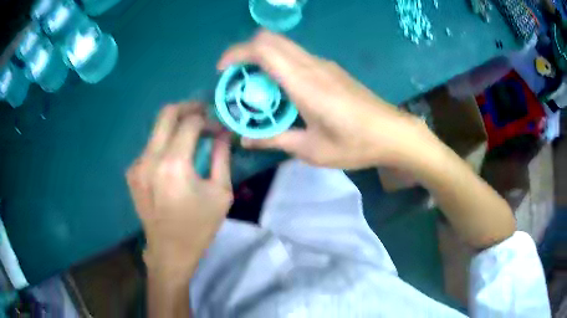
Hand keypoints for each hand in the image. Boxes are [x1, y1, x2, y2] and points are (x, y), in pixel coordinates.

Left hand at [126, 102, 232, 277]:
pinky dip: (164, 145)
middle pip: (166, 114)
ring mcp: (137, 165)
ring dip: (175, 127)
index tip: (218, 128)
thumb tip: (223, 132)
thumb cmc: (199, 226)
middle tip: (203, 112)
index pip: (190, 123)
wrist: (169, 251)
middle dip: (187, 107)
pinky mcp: (132, 172)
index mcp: (174, 164)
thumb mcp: (221, 193)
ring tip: (192, 136)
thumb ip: (222, 156)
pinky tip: (174, 159)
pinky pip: (150, 147)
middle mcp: (150, 158)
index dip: (207, 119)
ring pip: (157, 130)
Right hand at [218, 30, 428, 169]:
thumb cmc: (354, 144)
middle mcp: (312, 65)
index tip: (222, 71)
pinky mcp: (330, 68)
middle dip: (245, 53)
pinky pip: (296, 56)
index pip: (262, 49)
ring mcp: (323, 64)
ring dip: (262, 58)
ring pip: (283, 45)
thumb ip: (274, 139)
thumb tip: (245, 139)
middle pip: (270, 39)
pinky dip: (278, 64)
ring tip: (256, 88)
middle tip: (237, 80)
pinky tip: (281, 90)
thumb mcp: (311, 150)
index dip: (236, 53)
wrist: (392, 132)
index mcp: (304, 82)